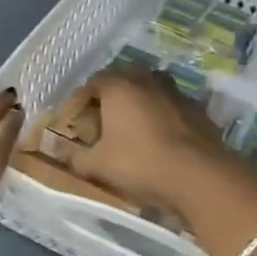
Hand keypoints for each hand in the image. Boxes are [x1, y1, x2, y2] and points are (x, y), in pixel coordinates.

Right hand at [67, 69, 256, 215]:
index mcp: (119, 86)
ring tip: (134, 128)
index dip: (83, 100)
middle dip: (113, 97)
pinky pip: (173, 107)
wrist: (199, 175)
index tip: (78, 120)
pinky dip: (164, 116)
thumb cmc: (140, 163)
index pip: (94, 82)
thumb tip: (57, 151)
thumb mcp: (99, 165)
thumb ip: (75, 157)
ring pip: (152, 90)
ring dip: (141, 103)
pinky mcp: (199, 109)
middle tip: (105, 122)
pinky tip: (162, 138)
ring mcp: (177, 92)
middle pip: (124, 80)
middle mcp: (148, 80)